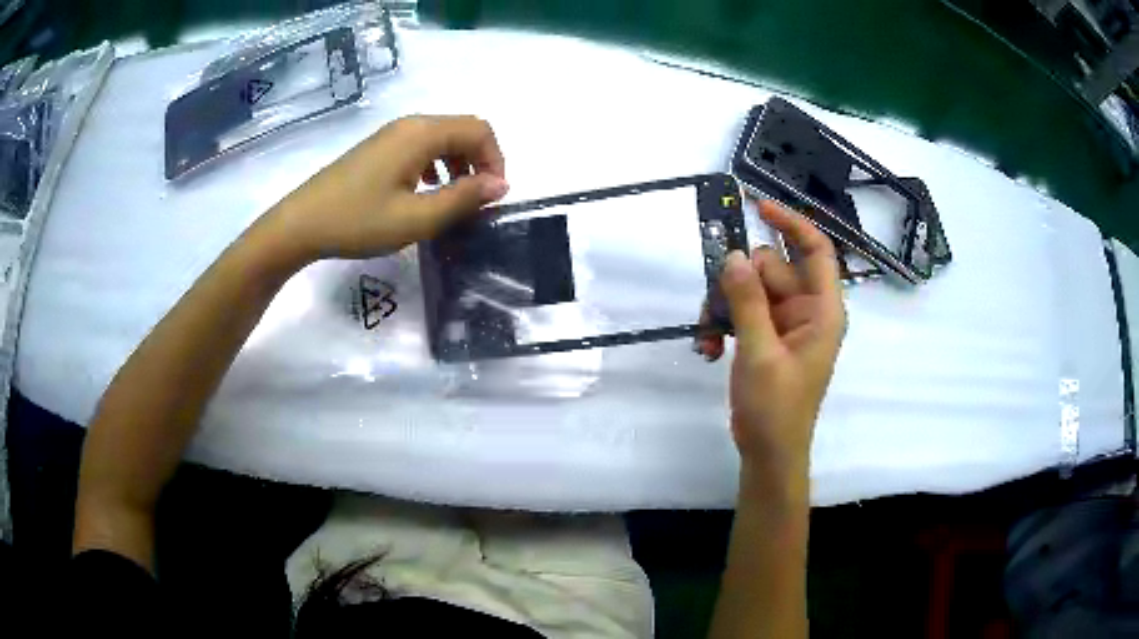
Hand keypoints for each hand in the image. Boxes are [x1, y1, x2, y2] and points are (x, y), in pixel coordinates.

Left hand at [267, 115, 507, 261]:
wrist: (301, 224)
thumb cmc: (358, 221)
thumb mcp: (416, 218)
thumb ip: (462, 198)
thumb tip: (501, 185)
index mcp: (422, 133)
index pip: (479, 130)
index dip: (496, 160)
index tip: (493, 197)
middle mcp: (410, 124)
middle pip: (463, 129)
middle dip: (481, 161)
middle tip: (478, 200)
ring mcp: (392, 134)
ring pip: (443, 138)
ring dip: (460, 163)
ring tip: (454, 198)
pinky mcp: (380, 148)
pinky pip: (422, 146)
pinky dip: (437, 164)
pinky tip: (426, 190)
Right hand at [699, 201, 845, 490]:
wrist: (768, 452)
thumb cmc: (776, 408)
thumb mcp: (760, 353)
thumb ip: (748, 302)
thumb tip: (733, 254)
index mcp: (822, 310)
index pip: (816, 250)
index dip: (792, 223)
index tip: (757, 206)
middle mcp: (806, 309)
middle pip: (770, 268)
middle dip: (738, 282)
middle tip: (713, 305)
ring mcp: (785, 323)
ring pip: (749, 288)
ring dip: (724, 307)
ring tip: (708, 336)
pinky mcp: (766, 337)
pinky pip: (742, 311)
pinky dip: (723, 324)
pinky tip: (709, 348)